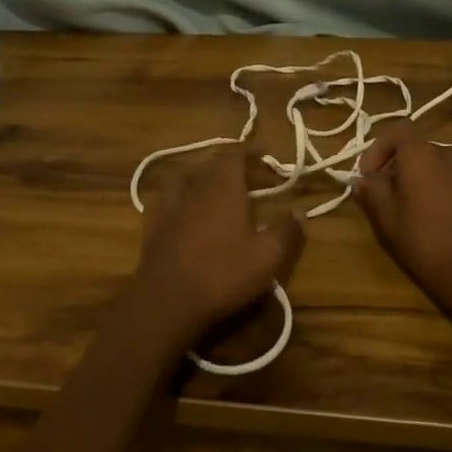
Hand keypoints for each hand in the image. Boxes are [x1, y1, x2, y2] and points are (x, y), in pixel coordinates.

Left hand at [132, 148, 304, 346]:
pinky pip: (164, 199)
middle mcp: (195, 188)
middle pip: (211, 165)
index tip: (264, 152)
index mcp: (224, 187)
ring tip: (211, 188)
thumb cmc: (223, 274)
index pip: (235, 155)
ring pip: (184, 178)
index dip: (250, 151)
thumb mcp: (266, 257)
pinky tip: (181, 210)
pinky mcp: (152, 225)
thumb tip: (300, 211)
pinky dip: (176, 198)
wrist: (167, 301)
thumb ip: (285, 230)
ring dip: (200, 178)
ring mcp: (169, 205)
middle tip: (247, 177)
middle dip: (230, 166)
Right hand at [354, 121, 451, 316]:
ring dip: (439, 178)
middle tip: (402, 198)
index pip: (398, 131)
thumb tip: (364, 179)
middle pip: (425, 151)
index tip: (371, 175)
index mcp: (421, 155)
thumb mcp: (386, 220)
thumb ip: (371, 191)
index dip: (381, 148)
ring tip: (436, 209)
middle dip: (409, 168)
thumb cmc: (425, 244)